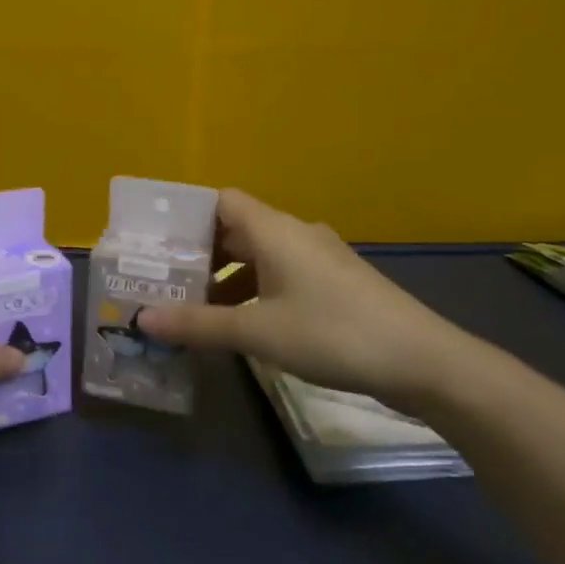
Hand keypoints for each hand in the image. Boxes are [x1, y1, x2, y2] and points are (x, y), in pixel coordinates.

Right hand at [135, 189, 473, 408]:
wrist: (423, 362)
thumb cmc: (333, 334)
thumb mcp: (257, 332)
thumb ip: (197, 324)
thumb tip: (141, 319)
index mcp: (275, 230)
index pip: (221, 201)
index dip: (187, 215)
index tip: (157, 243)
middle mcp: (295, 234)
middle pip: (236, 229)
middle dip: (199, 253)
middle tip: (164, 279)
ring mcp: (318, 259)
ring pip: (258, 256)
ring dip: (225, 276)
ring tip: (194, 307)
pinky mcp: (333, 284)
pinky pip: (280, 275)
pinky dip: (253, 291)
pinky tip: (241, 324)